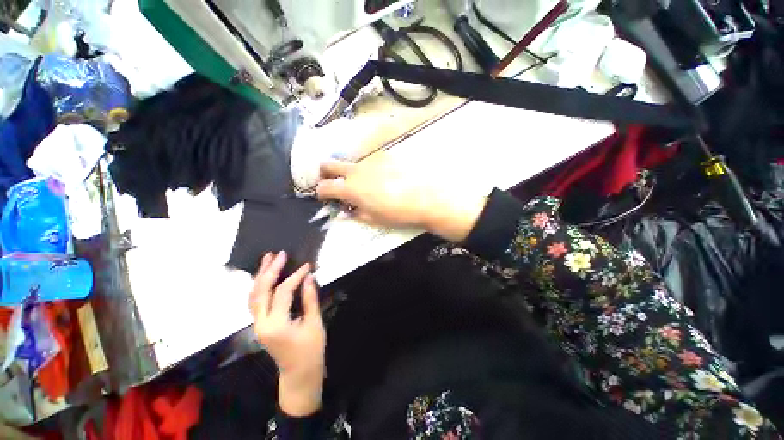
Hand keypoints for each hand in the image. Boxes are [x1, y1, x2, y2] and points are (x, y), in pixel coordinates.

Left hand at [249, 251, 325, 416]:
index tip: (307, 265)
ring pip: (254, 295)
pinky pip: (255, 302)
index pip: (283, 292)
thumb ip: (310, 299)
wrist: (298, 374)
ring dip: (260, 276)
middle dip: (270, 270)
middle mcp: (261, 323)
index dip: (296, 276)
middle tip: (280, 254)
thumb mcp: (314, 323)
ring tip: (268, 258)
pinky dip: (259, 287)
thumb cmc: (310, 350)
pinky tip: (264, 277)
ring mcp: (257, 324)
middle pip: (261, 291)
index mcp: (276, 325)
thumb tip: (309, 277)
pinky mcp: (260, 324)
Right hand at [316, 153, 487, 241]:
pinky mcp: (385, 156)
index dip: (320, 192)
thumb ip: (355, 214)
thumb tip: (344, 212)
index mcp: (351, 188)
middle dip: (324, 173)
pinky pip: (370, 161)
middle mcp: (356, 170)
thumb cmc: (397, 213)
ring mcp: (371, 160)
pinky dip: (369, 169)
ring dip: (350, 172)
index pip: (324, 187)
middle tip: (332, 182)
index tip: (324, 196)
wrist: (425, 197)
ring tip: (365, 184)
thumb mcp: (374, 219)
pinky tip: (383, 178)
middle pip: (328, 164)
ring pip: (351, 162)